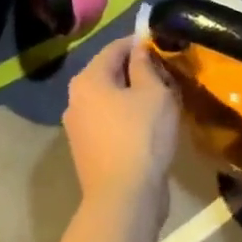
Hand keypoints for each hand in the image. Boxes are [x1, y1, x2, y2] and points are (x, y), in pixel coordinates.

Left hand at [63, 37, 180, 214]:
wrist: (123, 200)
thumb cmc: (140, 137)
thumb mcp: (153, 93)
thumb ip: (145, 65)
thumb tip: (140, 47)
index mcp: (88, 80)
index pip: (114, 47)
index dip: (139, 42)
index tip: (163, 42)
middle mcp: (76, 99)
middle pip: (109, 73)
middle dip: (137, 69)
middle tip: (166, 72)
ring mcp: (78, 127)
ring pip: (110, 99)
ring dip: (133, 95)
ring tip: (162, 98)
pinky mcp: (87, 150)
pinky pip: (109, 122)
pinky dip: (127, 117)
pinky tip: (149, 124)